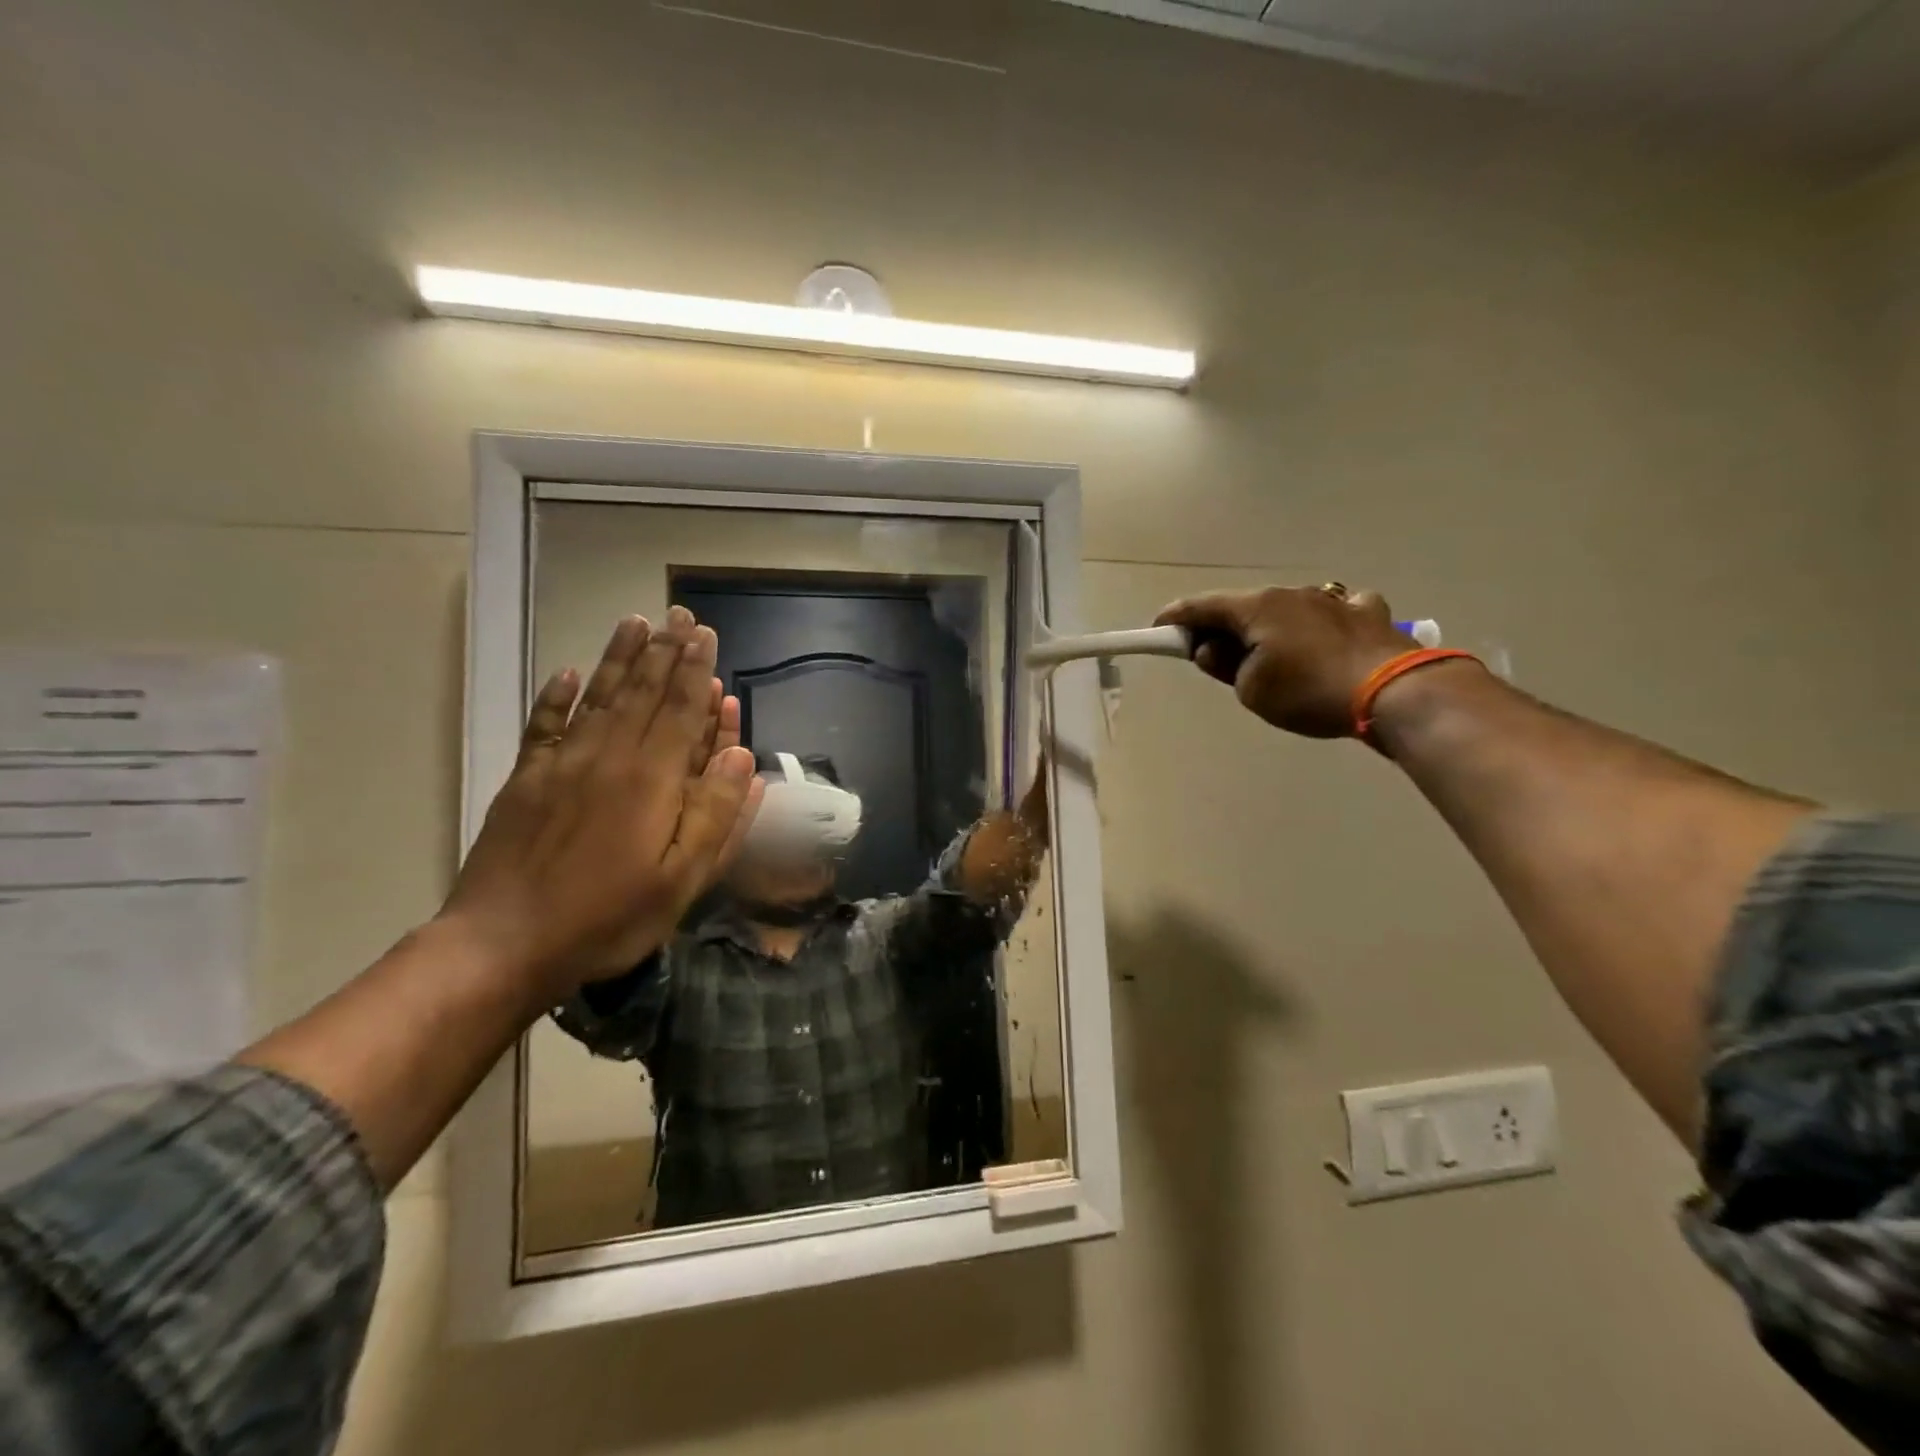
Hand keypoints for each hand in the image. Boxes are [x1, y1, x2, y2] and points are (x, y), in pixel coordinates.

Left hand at [440, 608, 763, 1001]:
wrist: (503, 945)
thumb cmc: (607, 918)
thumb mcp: (682, 880)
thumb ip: (716, 814)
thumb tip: (743, 755)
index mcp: (651, 780)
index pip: (681, 710)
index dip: (696, 670)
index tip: (705, 634)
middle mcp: (608, 757)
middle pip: (642, 692)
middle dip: (664, 651)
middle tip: (678, 615)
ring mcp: (561, 765)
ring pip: (599, 697)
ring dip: (619, 658)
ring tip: (635, 622)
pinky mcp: (526, 780)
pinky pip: (545, 725)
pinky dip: (557, 696)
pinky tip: (570, 673)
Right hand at [1153, 585, 1421, 737]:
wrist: (1394, 691)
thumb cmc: (1308, 691)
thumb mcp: (1251, 690)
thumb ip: (1225, 665)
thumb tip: (1213, 650)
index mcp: (1257, 608)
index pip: (1202, 606)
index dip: (1175, 618)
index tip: (1157, 629)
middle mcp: (1292, 593)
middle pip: (1243, 606)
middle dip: (1222, 627)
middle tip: (1211, 654)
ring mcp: (1334, 599)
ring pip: (1287, 606)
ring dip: (1270, 625)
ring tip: (1270, 653)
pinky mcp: (1367, 614)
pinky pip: (1335, 610)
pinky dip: (1320, 622)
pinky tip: (1327, 636)